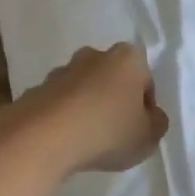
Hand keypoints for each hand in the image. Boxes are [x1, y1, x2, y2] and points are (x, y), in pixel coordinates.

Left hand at [0, 43, 168, 177]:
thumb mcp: (148, 137)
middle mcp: (93, 55)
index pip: (144, 80)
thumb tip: (151, 116)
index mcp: (127, 58)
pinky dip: (63, 116)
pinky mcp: (37, 88)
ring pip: (83, 89)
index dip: (145, 106)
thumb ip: (156, 123)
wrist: (45, 136)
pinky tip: (65, 139)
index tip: (139, 129)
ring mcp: (62, 70)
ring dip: (87, 107)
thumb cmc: (107, 131)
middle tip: (115, 132)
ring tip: (87, 139)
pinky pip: (59, 103)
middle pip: (111, 79)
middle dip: (114, 100)